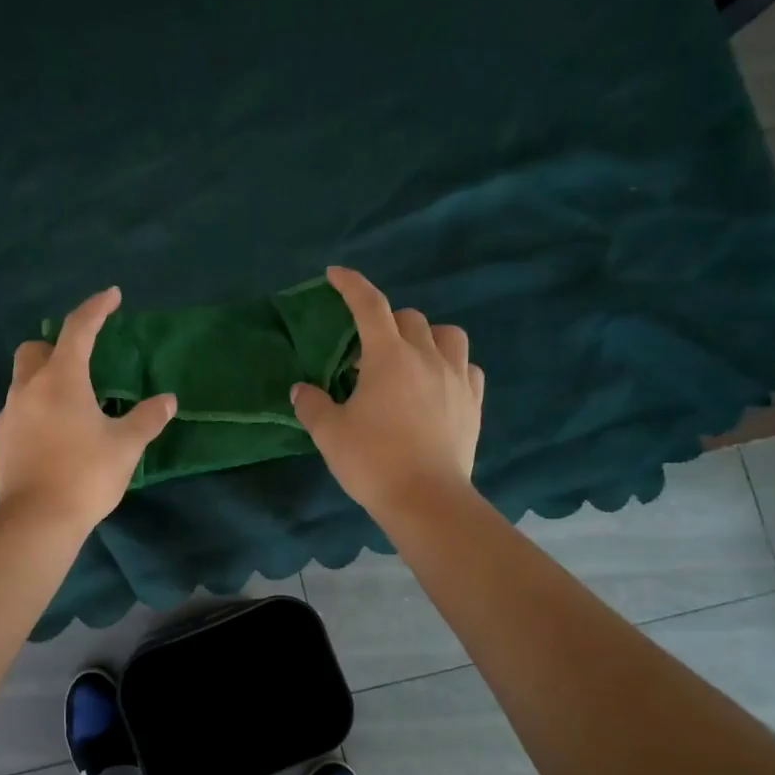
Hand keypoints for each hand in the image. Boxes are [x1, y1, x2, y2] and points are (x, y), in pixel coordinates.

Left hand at [0, 286, 175, 532]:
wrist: (36, 520)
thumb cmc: (85, 475)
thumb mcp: (125, 446)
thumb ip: (147, 418)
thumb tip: (167, 401)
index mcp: (62, 379)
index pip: (79, 329)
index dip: (96, 308)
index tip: (112, 296)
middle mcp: (28, 388)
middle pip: (35, 350)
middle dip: (57, 346)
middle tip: (82, 364)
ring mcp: (8, 415)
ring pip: (23, 382)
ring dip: (45, 382)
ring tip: (71, 408)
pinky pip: (17, 413)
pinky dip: (34, 412)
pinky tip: (52, 438)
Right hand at [290, 266, 484, 519]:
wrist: (426, 500)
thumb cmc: (373, 462)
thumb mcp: (329, 434)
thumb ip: (311, 405)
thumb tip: (301, 389)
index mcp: (388, 358)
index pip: (369, 306)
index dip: (351, 285)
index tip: (336, 274)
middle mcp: (426, 357)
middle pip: (409, 318)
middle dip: (385, 324)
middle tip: (366, 354)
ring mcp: (456, 378)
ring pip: (447, 335)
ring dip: (425, 337)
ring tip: (409, 360)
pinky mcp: (474, 402)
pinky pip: (467, 366)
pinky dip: (450, 364)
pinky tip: (437, 383)